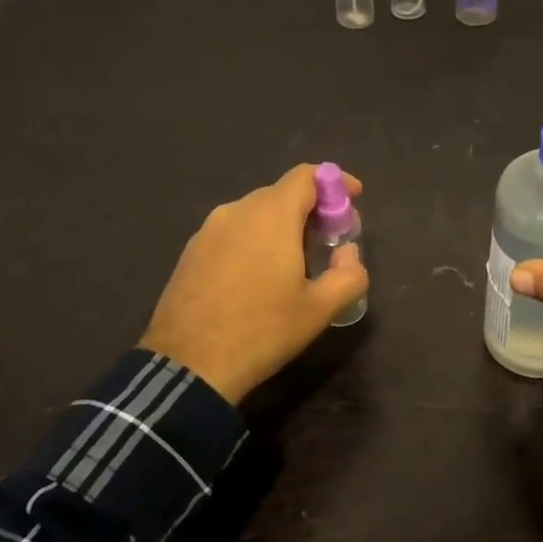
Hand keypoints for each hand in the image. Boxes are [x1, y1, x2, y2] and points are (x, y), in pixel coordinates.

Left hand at [139, 164, 368, 403]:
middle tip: (330, 240)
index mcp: (271, 216)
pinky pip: (233, 233)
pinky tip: (260, 276)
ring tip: (297, 261)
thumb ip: (349, 275)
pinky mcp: (191, 252)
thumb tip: (349, 254)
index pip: (306, 176)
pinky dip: (255, 240)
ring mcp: (208, 231)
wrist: (189, 365)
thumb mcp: (320, 310)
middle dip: (311, 209)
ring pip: (255, 214)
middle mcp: (237, 211)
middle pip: (281, 194)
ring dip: (282, 226)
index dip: (334, 182)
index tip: (353, 198)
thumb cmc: (262, 331)